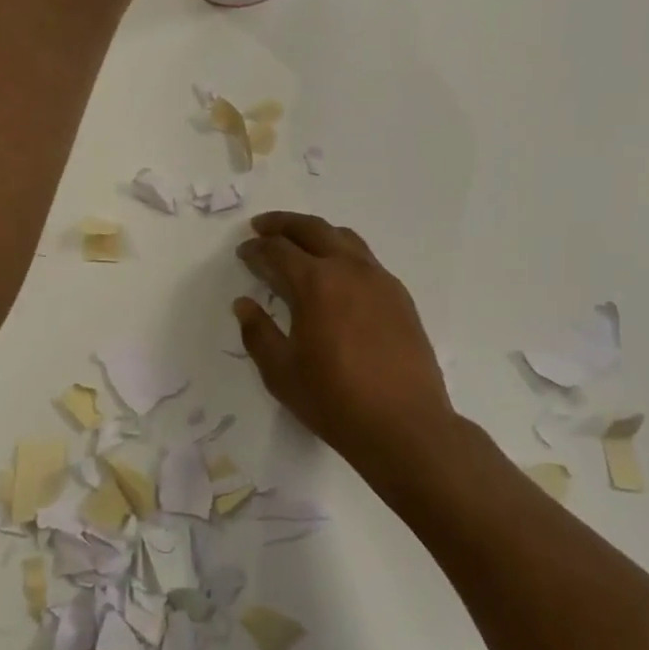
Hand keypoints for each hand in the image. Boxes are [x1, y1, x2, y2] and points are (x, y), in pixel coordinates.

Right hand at [234, 212, 457, 500]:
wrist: (405, 425)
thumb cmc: (335, 400)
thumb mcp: (281, 372)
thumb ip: (258, 332)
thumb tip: (243, 303)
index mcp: (316, 283)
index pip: (278, 251)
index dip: (256, 249)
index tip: (243, 252)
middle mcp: (349, 269)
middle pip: (313, 229)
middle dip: (283, 224)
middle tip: (262, 227)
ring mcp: (380, 280)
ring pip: (344, 238)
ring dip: (316, 233)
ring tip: (299, 243)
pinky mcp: (400, 297)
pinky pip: (366, 259)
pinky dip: (343, 253)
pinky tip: (336, 275)